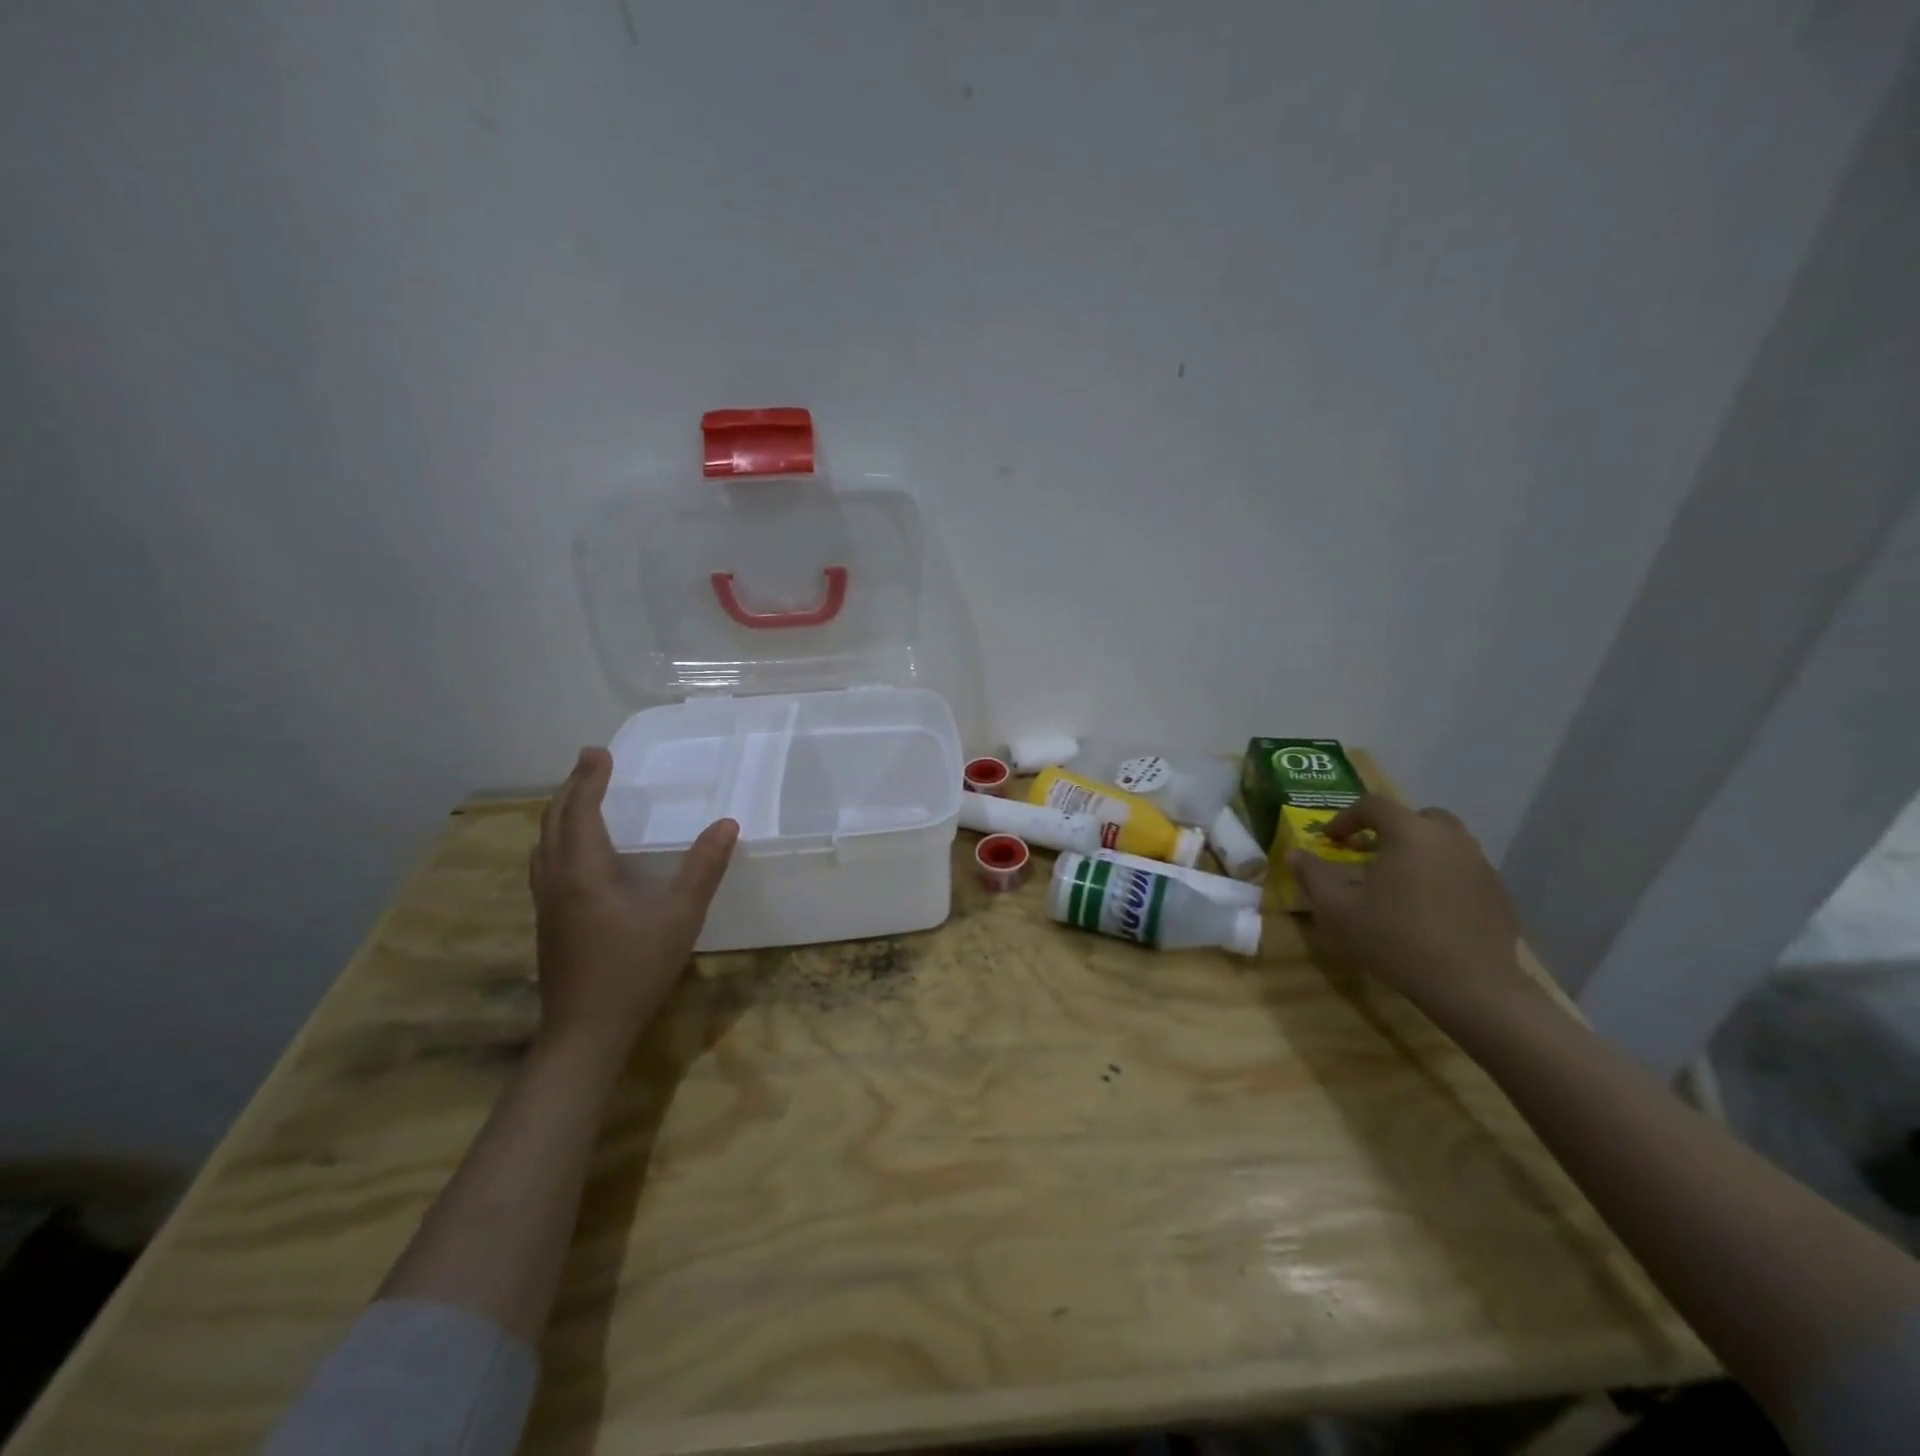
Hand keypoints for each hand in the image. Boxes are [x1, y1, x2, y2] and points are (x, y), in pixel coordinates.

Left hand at [529, 747, 737, 1064]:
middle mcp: (557, 880)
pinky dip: (557, 839)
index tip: (599, 751)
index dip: (590, 779)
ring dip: (559, 813)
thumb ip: (703, 869)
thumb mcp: (679, 917)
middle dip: (571, 788)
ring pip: (543, 843)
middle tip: (589, 763)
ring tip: (578, 798)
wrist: (585, 1032)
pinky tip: (574, 854)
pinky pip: (545, 863)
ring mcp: (547, 903)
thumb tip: (726, 824)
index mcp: (583, 871)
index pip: (581, 810)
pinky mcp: (548, 922)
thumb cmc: (633, 970)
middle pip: (554, 821)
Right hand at [1288, 794, 1531, 1026]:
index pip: (1373, 805)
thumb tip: (1294, 853)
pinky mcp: (1498, 893)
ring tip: (1399, 883)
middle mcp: (1450, 838)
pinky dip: (1443, 877)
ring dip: (1418, 852)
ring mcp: (1480, 865)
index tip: (1330, 841)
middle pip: (1416, 818)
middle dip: (1389, 830)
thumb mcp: (1337, 909)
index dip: (1346, 818)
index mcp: (1409, 833)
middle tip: (1369, 855)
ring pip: (1444, 843)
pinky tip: (1430, 909)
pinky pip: (1463, 871)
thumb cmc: (1395, 939)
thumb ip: (1312, 875)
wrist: (1471, 986)